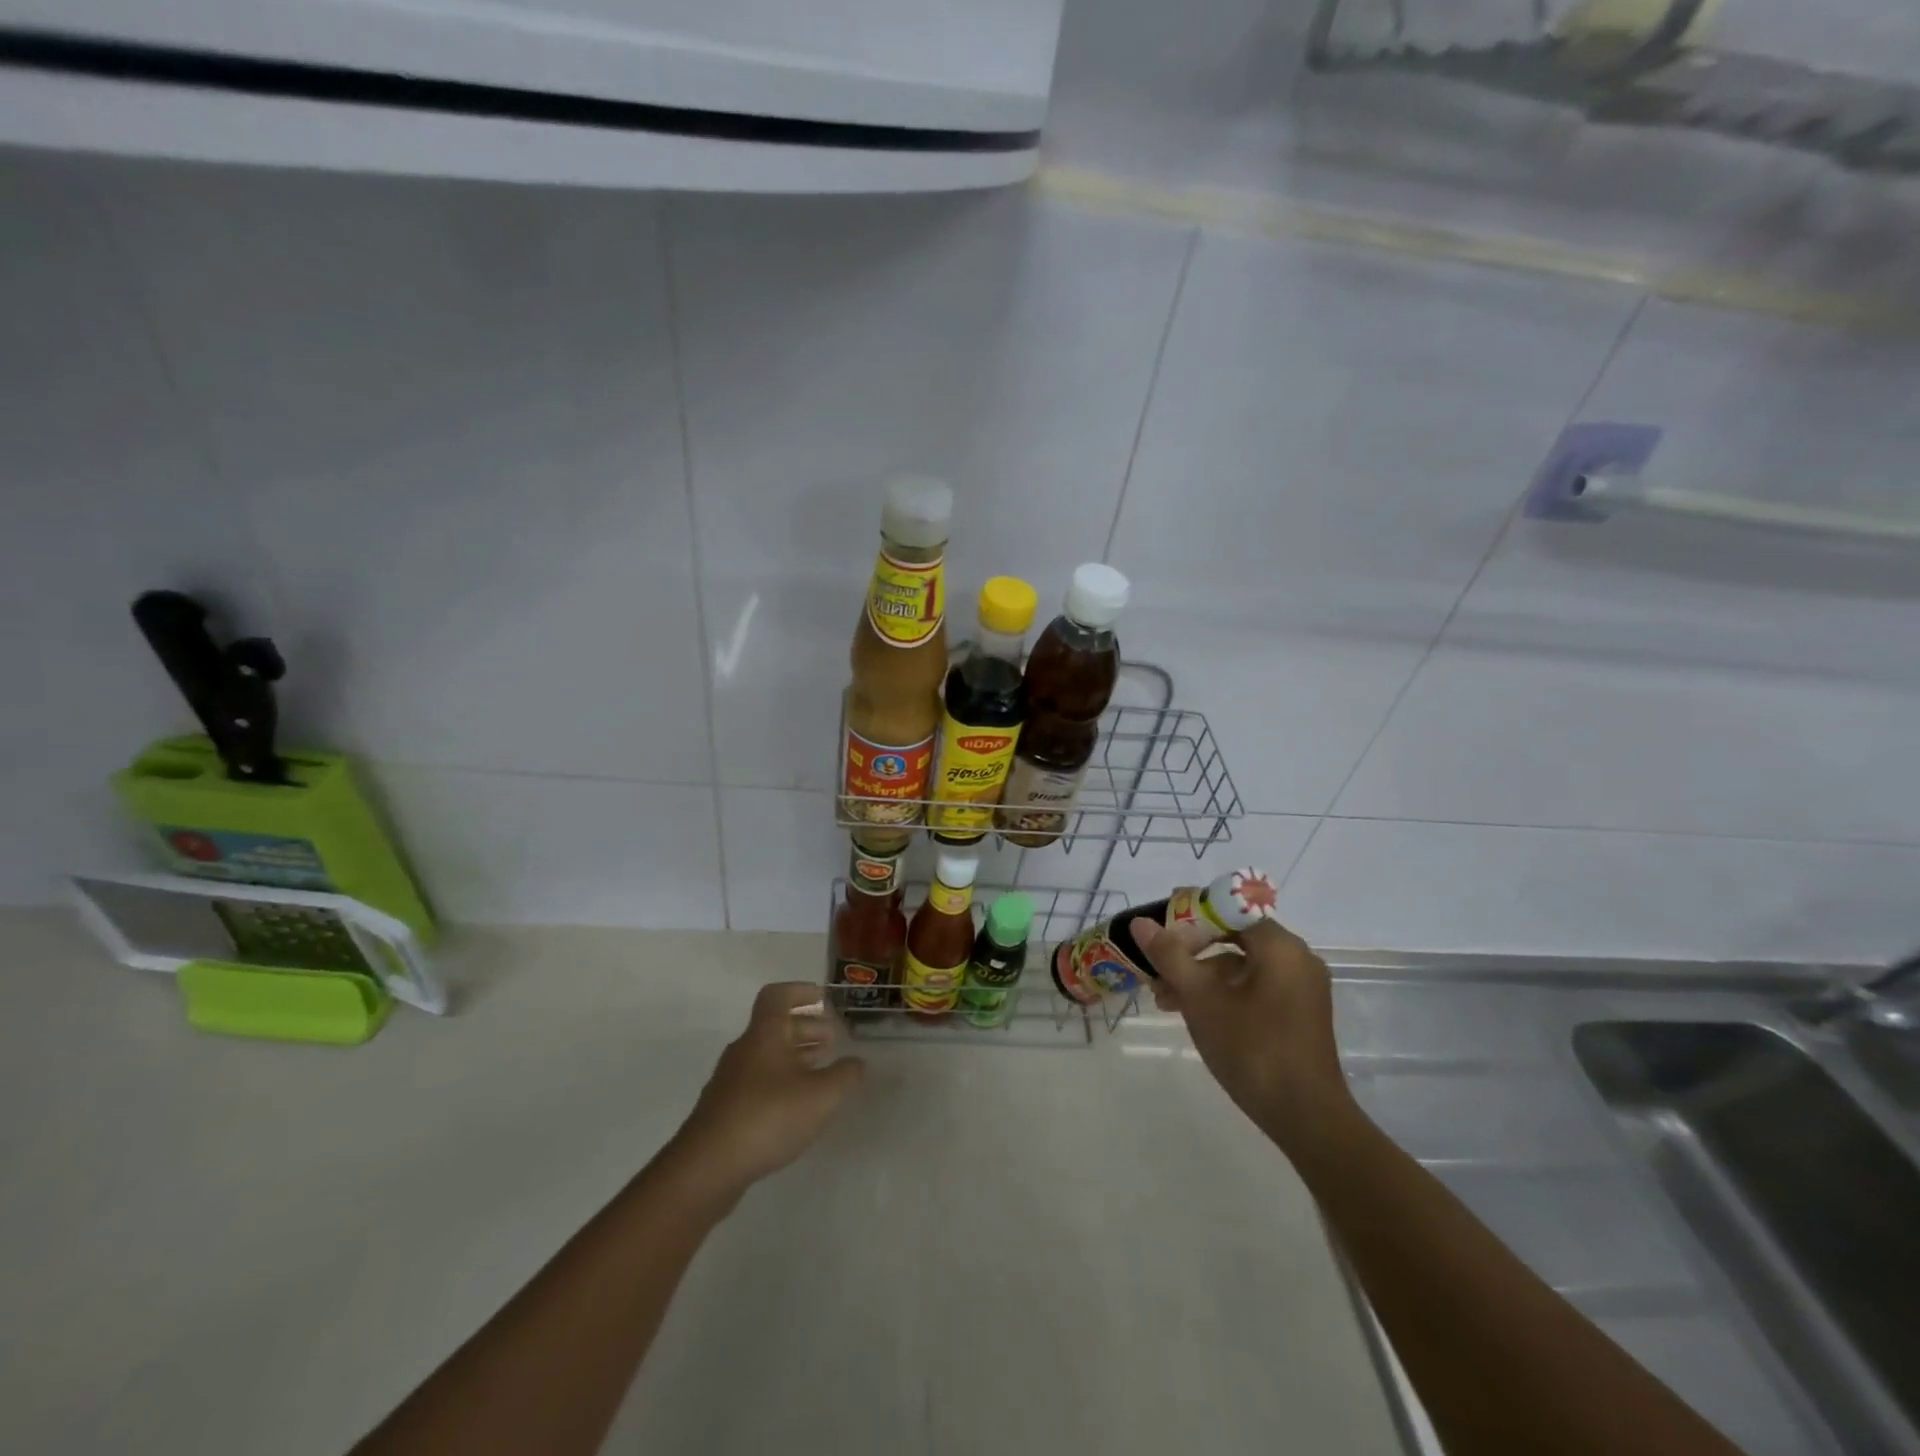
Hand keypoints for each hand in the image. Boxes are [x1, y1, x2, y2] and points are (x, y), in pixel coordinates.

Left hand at [667, 982, 864, 1202]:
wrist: (707, 1168)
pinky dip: (781, 1081)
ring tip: (820, 1071)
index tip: (822, 998)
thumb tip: (857, 1063)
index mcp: (764, 1034)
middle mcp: (744, 1050)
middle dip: (806, 1028)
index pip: (777, 996)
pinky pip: (758, 1081)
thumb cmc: (768, 1117)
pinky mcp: (725, 1109)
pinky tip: (797, 1105)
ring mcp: (731, 1080)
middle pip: (775, 1026)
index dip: (800, 991)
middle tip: (832, 1040)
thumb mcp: (821, 1095)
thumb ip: (844, 1075)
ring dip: (795, 1056)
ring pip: (767, 1055)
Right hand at [1132, 917, 1353, 1155]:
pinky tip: (1193, 1012)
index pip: (1228, 910)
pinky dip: (1223, 993)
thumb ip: (1170, 955)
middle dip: (1190, 951)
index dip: (1189, 915)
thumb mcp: (1201, 999)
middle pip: (1233, 938)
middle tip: (1155, 967)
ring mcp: (1300, 987)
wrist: (1306, 1117)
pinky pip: (1254, 987)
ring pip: (1240, 966)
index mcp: (1280, 946)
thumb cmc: (1251, 1048)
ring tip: (1164, 998)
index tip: (1158, 928)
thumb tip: (1141, 923)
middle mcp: (1296, 958)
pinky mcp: (1299, 1013)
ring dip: (1201, 976)